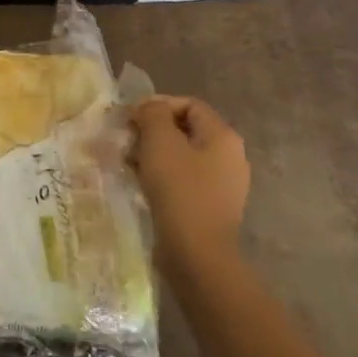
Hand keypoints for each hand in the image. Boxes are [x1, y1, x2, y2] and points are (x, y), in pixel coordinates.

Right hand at [131, 95, 249, 256]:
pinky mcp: (211, 206)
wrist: (197, 252)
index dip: (157, 105)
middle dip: (153, 131)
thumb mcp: (160, 140)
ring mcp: (223, 184)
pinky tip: (143, 184)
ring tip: (130, 163)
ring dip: (154, 154)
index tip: (130, 118)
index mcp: (223, 135)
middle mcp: (230, 156)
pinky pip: (184, 179)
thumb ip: (152, 113)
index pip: (188, 104)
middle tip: (127, 141)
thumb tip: (148, 109)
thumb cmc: (179, 188)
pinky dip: (162, 176)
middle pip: (185, 130)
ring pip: (182, 155)